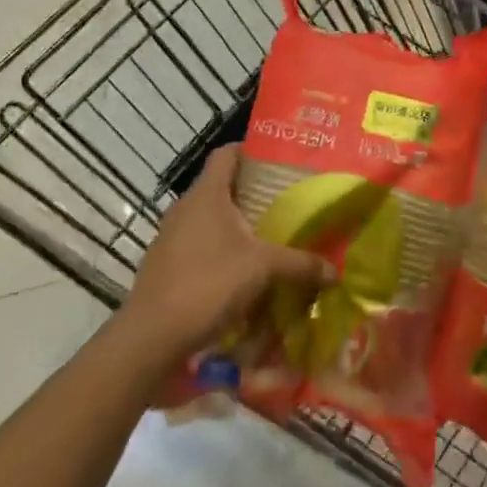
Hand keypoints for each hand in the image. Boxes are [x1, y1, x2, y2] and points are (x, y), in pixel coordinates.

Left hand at [123, 145, 332, 359]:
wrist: (151, 337)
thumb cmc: (208, 283)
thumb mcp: (262, 269)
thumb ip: (299, 264)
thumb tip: (335, 272)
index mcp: (207, 194)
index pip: (227, 153)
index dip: (251, 150)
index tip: (278, 160)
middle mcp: (185, 208)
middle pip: (221, 187)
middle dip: (252, 194)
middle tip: (285, 203)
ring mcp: (170, 238)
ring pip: (210, 220)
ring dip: (236, 227)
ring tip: (268, 238)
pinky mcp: (165, 266)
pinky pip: (198, 247)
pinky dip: (220, 253)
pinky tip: (241, 274)